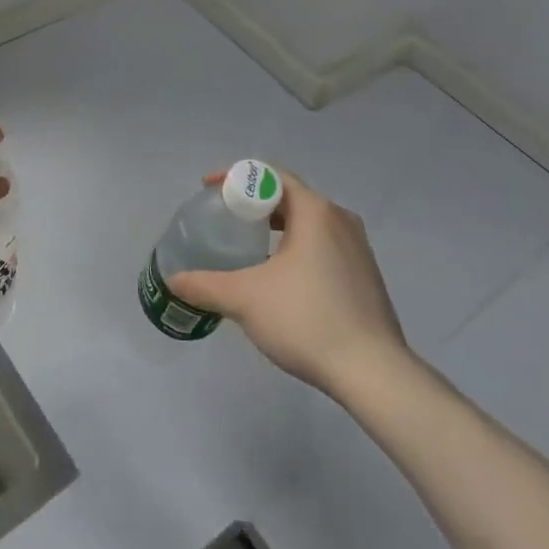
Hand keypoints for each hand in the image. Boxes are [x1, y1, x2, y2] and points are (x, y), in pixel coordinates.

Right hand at [167, 170, 417, 401]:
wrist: (375, 373)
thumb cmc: (307, 320)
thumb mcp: (245, 299)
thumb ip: (205, 285)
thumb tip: (174, 280)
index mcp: (315, 211)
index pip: (270, 175)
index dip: (235, 177)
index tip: (209, 190)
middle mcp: (340, 219)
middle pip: (289, 196)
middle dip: (254, 202)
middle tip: (224, 217)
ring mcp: (358, 248)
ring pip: (308, 222)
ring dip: (276, 226)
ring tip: (247, 246)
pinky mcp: (366, 275)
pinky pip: (323, 245)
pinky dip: (296, 247)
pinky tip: (279, 277)